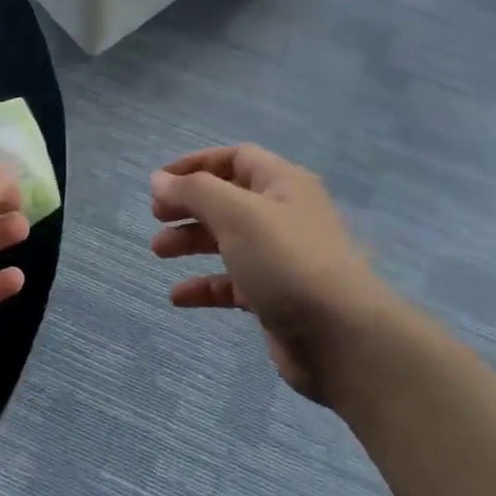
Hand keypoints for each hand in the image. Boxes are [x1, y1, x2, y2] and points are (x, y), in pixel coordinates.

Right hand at [150, 145, 390, 406]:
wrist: (341, 337)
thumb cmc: (287, 261)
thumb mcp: (237, 214)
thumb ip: (195, 192)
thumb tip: (159, 178)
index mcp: (283, 184)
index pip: (236, 158)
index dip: (197, 164)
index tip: (159, 181)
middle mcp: (284, 215)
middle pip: (228, 199)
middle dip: (190, 205)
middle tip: (155, 217)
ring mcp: (282, 258)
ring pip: (228, 241)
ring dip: (192, 242)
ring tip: (158, 251)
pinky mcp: (276, 297)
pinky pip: (233, 284)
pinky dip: (206, 286)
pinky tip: (178, 297)